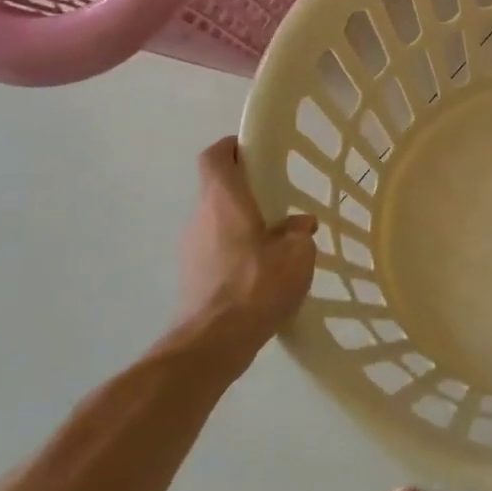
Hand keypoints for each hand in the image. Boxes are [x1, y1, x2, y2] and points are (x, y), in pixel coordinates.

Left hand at [175, 137, 317, 371]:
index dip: (232, 147)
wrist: (212, 343)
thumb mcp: (296, 255)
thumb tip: (299, 226)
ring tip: (276, 241)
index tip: (255, 149)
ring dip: (242, 223)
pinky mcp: (192, 277)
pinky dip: (236, 251)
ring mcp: (191, 248)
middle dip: (245, 189)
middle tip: (279, 198)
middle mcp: (201, 217)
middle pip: (217, 189)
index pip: (215, 157)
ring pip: (217, 222)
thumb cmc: (256, 285)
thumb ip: (299, 233)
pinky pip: (216, 250)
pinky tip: (262, 273)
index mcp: (224, 200)